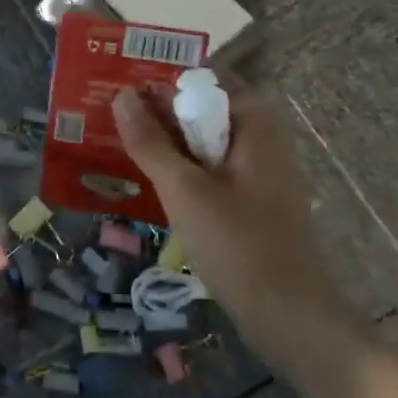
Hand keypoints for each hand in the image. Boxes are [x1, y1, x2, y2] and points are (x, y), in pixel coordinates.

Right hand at [112, 82, 335, 325]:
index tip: (121, 84)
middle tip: (108, 115)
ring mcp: (258, 175)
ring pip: (203, 145)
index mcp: (256, 125)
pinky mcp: (251, 205)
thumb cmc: (237, 244)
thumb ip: (150, 142)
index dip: (163, 79)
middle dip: (158, 112)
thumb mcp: (184, 189)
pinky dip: (181, 172)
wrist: (289, 318)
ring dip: (165, 144)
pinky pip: (209, 173)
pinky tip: (147, 184)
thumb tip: (122, 95)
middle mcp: (262, 142)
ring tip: (116, 145)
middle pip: (203, 111)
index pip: (206, 80)